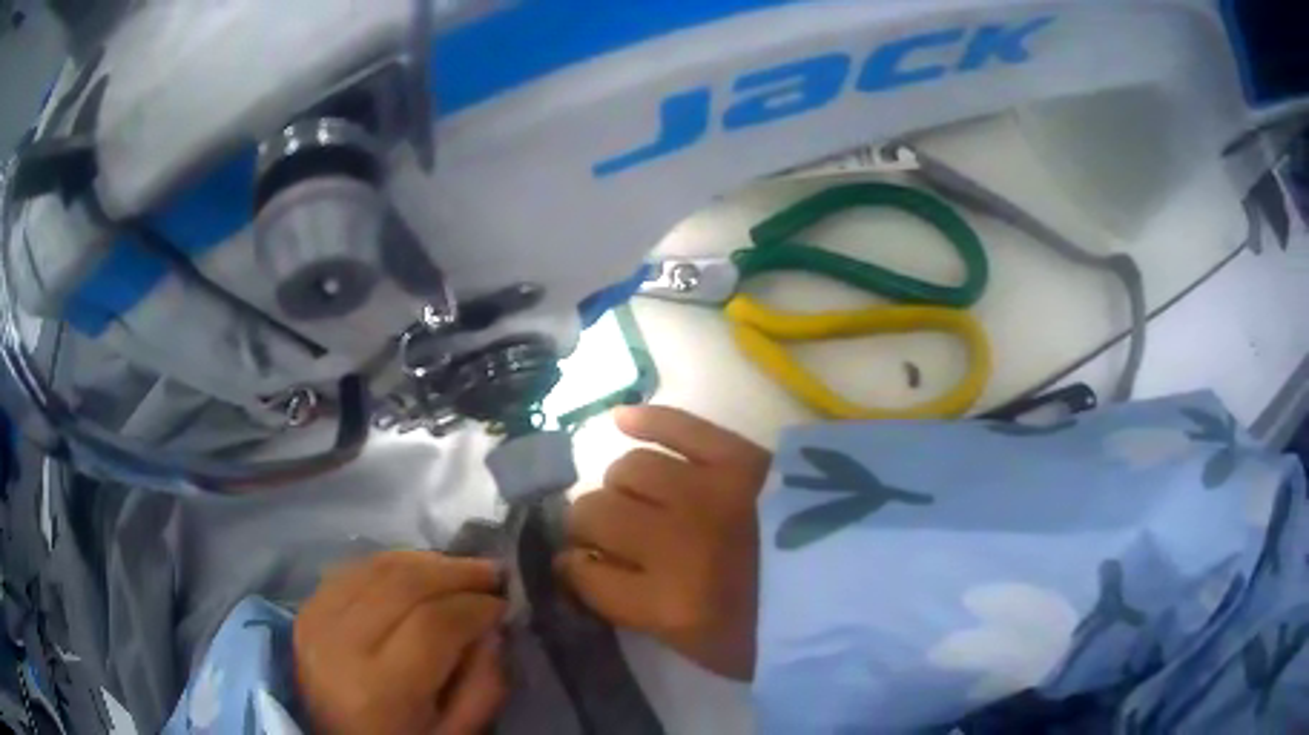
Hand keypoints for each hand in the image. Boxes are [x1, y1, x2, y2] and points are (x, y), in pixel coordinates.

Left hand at [294, 551, 506, 734]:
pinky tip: (422, 570)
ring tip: (464, 569)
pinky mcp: (308, 606)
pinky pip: (356, 568)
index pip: (434, 625)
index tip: (505, 606)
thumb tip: (494, 629)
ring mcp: (318, 619)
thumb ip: (483, 687)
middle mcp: (340, 645)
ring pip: (380, 568)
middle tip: (493, 574)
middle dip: (458, 573)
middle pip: (404, 585)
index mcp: (380, 690)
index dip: (475, 607)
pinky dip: (395, 562)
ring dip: (429, 562)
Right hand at [555, 406, 771, 679]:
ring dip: (620, 486)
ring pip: (629, 469)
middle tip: (605, 536)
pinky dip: (645, 420)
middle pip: (594, 514)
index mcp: (670, 605)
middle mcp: (677, 544)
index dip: (574, 572)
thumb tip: (594, 571)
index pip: (585, 576)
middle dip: (586, 528)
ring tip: (635, 498)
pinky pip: (679, 425)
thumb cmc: (779, 634)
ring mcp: (710, 492)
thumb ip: (641, 613)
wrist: (862, 591)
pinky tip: (623, 421)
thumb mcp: (702, 650)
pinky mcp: (742, 457)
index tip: (577, 568)